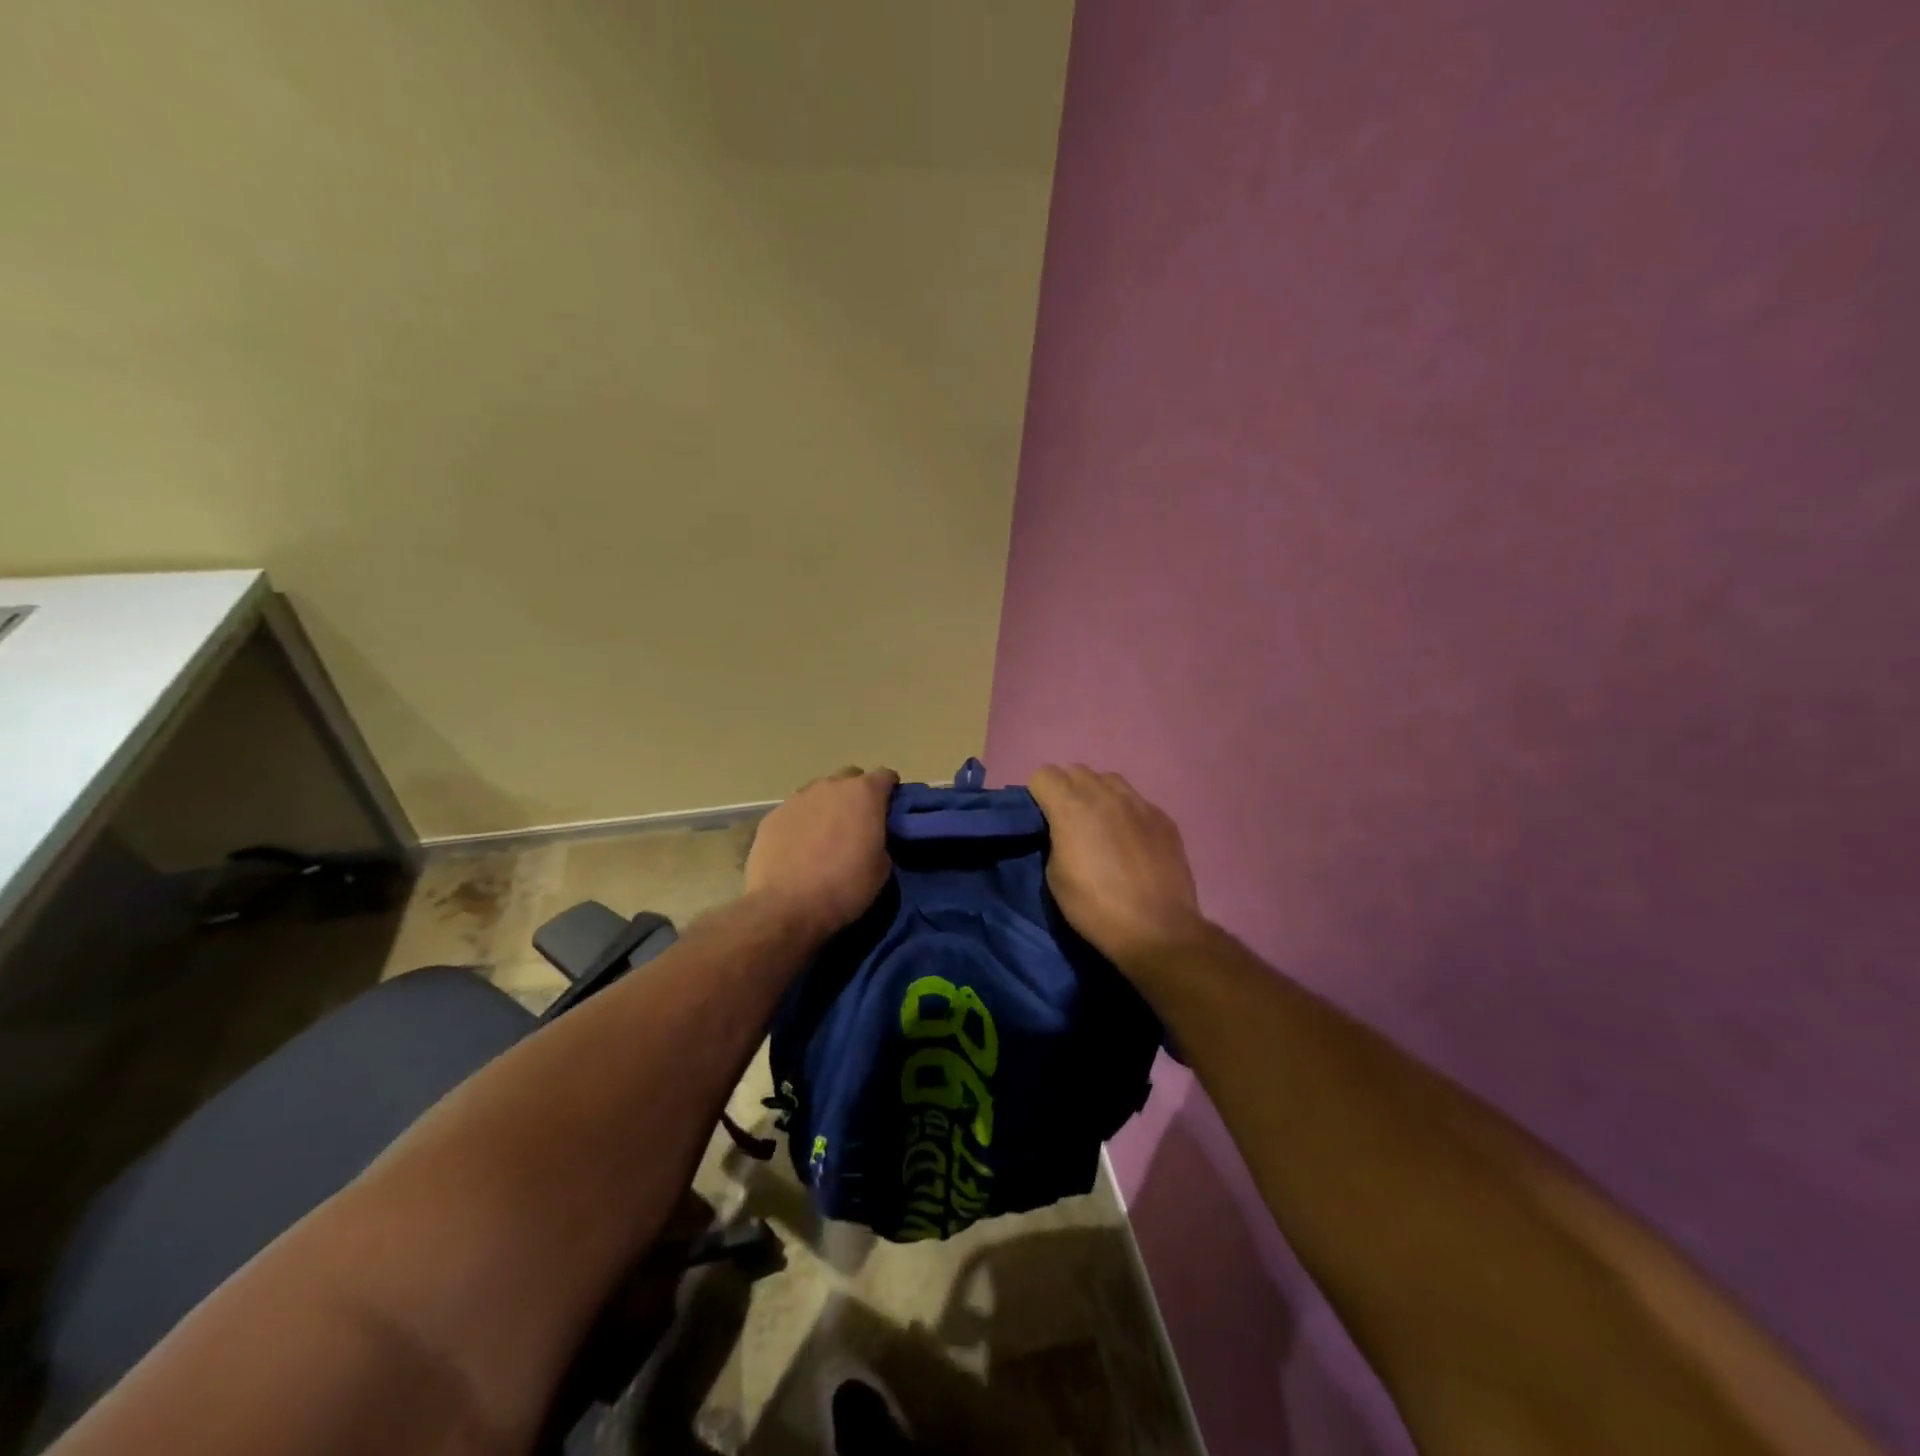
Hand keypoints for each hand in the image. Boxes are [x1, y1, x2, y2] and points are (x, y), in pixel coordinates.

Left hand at [745, 766, 898, 941]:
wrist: (785, 906)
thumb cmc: (844, 886)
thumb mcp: (881, 868)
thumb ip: (880, 840)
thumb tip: (870, 838)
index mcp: (864, 794)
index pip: (885, 776)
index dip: (891, 791)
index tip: (890, 810)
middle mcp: (830, 786)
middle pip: (850, 778)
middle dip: (856, 794)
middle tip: (858, 823)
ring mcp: (797, 798)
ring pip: (819, 792)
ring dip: (827, 806)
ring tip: (825, 836)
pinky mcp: (772, 816)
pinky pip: (795, 811)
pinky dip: (801, 822)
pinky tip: (799, 848)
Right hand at [1030, 764, 1206, 970]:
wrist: (1157, 929)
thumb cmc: (1095, 907)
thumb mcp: (1055, 876)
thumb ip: (1055, 838)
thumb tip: (1062, 829)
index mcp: (1071, 807)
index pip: (1044, 774)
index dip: (1037, 794)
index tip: (1040, 817)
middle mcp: (1105, 794)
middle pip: (1076, 771)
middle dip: (1066, 789)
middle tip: (1067, 821)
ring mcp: (1139, 803)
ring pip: (1109, 780)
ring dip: (1097, 794)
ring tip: (1100, 825)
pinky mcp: (1164, 818)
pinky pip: (1136, 801)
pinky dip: (1126, 812)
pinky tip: (1130, 840)